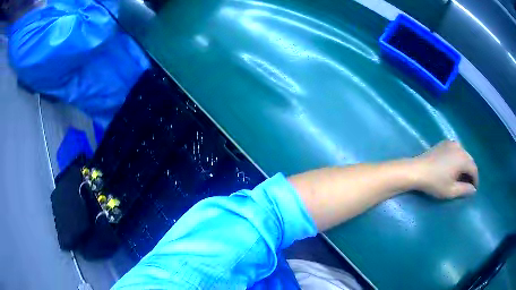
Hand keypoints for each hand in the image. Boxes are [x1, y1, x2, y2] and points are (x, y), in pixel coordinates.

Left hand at [410, 141, 477, 198]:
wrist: (417, 170)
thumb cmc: (435, 182)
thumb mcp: (451, 190)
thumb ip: (464, 190)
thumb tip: (473, 189)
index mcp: (463, 158)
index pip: (474, 169)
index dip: (475, 180)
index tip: (474, 189)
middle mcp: (459, 147)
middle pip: (469, 160)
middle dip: (471, 172)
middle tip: (469, 184)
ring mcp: (451, 143)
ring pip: (463, 155)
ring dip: (465, 165)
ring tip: (462, 177)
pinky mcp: (444, 143)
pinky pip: (456, 151)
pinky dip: (458, 159)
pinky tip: (454, 168)